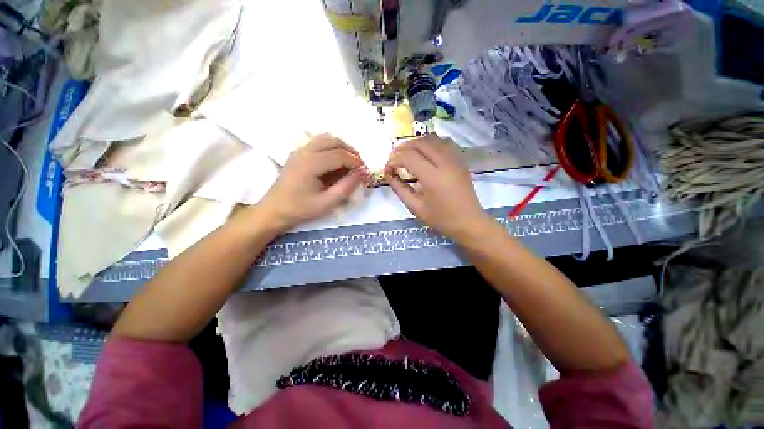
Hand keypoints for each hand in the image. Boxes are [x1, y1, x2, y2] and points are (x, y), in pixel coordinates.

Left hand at [259, 134, 365, 231]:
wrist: (274, 210)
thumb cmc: (301, 209)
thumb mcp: (327, 203)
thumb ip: (347, 187)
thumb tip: (362, 173)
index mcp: (311, 163)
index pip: (340, 155)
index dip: (356, 162)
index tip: (365, 172)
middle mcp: (304, 151)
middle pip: (334, 141)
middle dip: (351, 151)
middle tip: (359, 166)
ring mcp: (299, 150)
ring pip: (326, 139)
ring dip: (341, 147)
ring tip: (349, 163)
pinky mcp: (298, 154)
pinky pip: (319, 143)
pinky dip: (332, 148)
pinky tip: (335, 163)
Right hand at [385, 135, 492, 240]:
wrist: (469, 222)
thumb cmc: (441, 218)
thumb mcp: (415, 207)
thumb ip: (400, 189)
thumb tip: (389, 174)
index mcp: (433, 177)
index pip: (408, 157)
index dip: (393, 160)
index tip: (388, 169)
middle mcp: (445, 162)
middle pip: (419, 143)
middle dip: (402, 148)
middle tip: (395, 160)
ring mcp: (455, 158)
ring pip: (432, 138)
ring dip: (416, 143)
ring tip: (408, 155)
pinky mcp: (461, 159)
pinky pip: (444, 141)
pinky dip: (431, 143)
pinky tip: (426, 153)